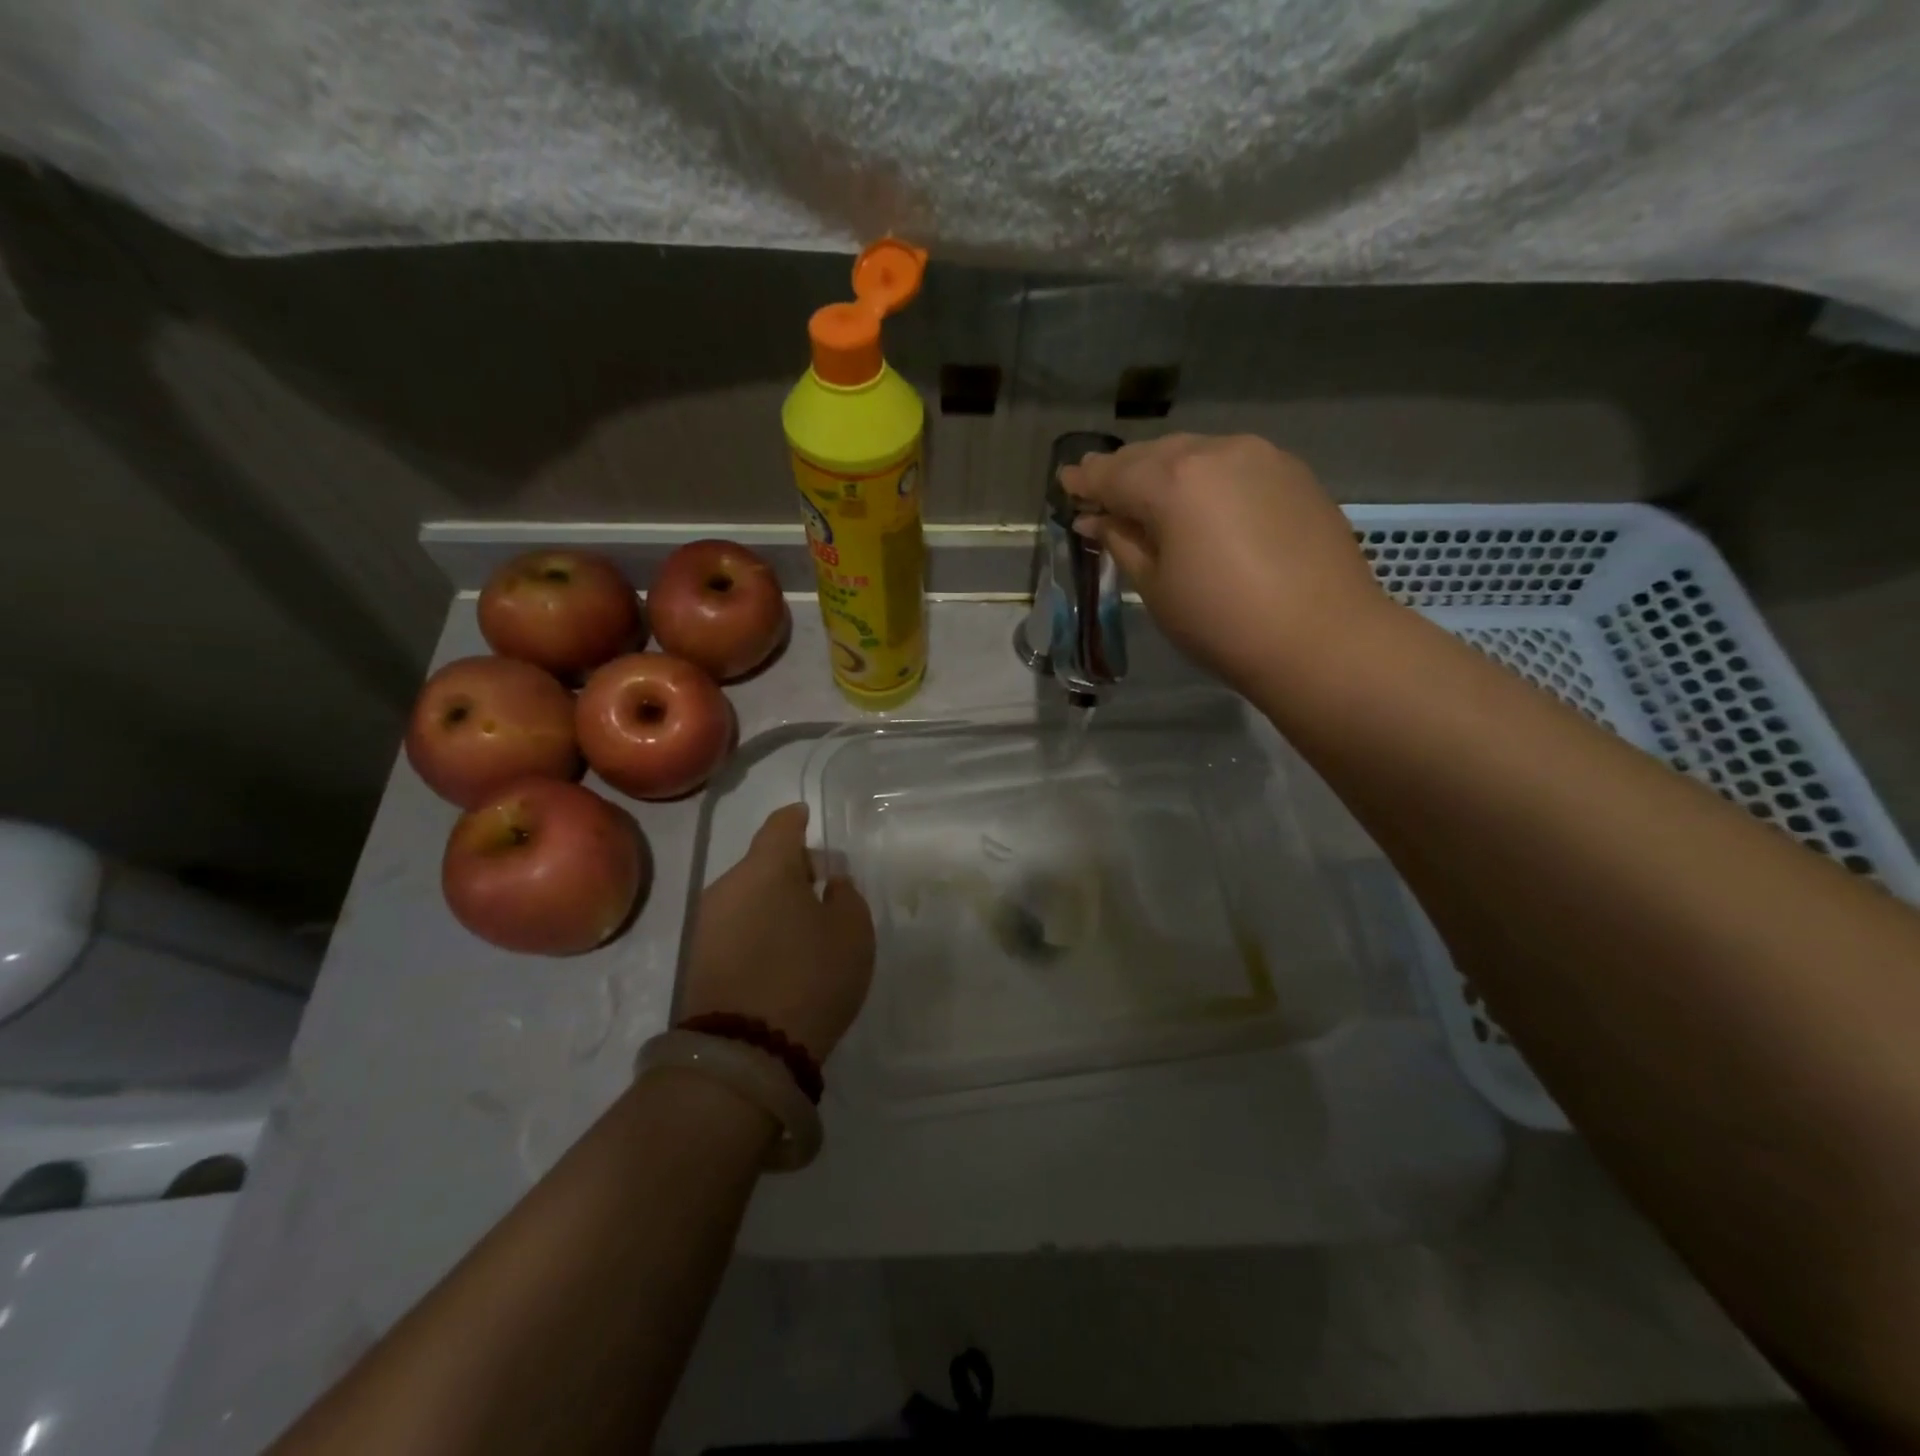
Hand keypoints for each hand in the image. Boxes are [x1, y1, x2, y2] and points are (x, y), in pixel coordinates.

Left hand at [678, 804, 874, 1061]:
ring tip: (801, 927)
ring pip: (746, 895)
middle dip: (790, 868)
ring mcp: (707, 923)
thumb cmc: (810, 977)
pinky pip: (734, 926)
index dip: (797, 818)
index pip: (781, 825)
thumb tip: (828, 881)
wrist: (744, 1053)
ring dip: (772, 901)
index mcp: (767, 867)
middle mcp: (728, 885)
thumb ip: (845, 895)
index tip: (807, 818)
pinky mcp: (697, 959)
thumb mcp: (852, 932)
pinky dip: (756, 927)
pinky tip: (777, 953)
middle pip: (762, 862)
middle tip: (820, 888)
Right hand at [1060, 434, 1387, 693]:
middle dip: (1123, 471)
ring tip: (1147, 496)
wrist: (1322, 638)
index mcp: (1174, 481)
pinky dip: (1205, 476)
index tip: (1065, 484)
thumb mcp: (1156, 587)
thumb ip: (1123, 542)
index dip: (1085, 480)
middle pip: (1154, 454)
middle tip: (1100, 490)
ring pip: (1196, 453)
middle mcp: (1216, 452)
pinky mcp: (1293, 472)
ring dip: (1165, 470)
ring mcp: (1261, 457)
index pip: (1114, 474)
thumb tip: (1097, 519)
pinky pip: (1232, 463)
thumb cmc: (1221, 623)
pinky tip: (1200, 502)